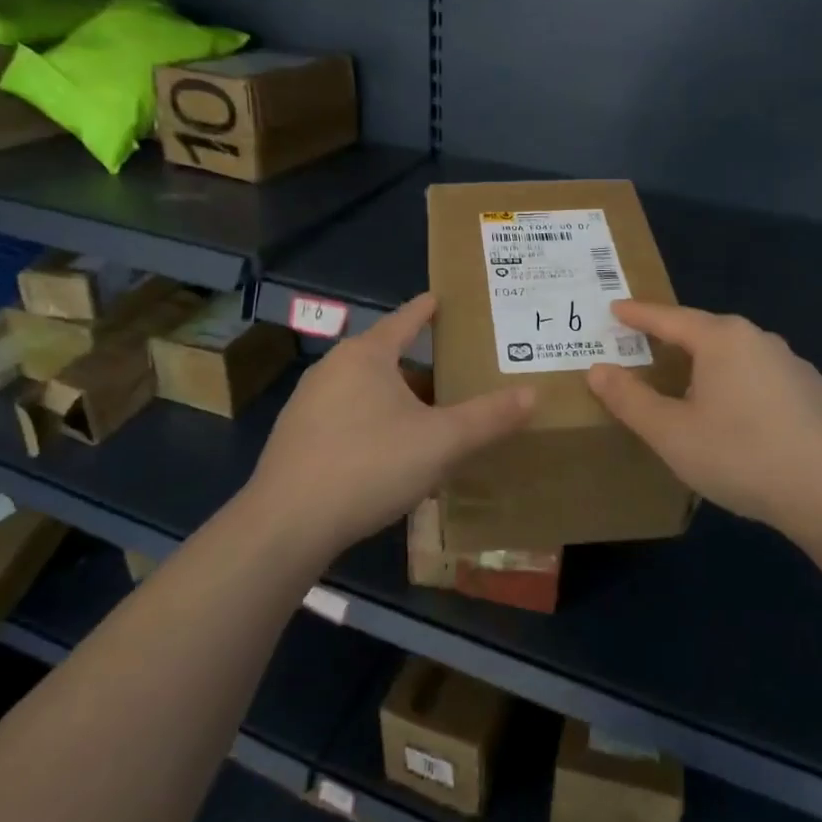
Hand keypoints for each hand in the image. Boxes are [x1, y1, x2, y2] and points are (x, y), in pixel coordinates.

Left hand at [246, 293, 533, 559]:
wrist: (287, 523)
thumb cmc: (369, 465)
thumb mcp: (441, 442)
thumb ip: (488, 418)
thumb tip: (533, 394)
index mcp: (366, 355)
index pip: (405, 319)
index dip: (428, 309)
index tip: (442, 298)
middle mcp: (332, 368)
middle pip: (386, 357)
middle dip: (420, 366)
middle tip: (455, 375)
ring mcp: (308, 403)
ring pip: (365, 390)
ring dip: (396, 400)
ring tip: (429, 418)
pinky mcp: (296, 437)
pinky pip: (346, 417)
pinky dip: (373, 423)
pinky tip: (389, 454)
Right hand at [586, 301, 821, 537]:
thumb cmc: (740, 455)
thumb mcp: (671, 432)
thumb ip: (630, 399)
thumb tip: (597, 370)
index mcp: (722, 339)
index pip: (669, 318)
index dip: (638, 315)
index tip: (616, 308)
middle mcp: (758, 339)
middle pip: (704, 331)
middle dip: (673, 337)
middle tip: (645, 345)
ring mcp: (792, 364)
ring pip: (735, 355)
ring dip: (707, 363)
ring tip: (687, 384)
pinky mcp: (813, 392)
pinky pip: (760, 376)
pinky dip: (737, 384)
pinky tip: (736, 416)